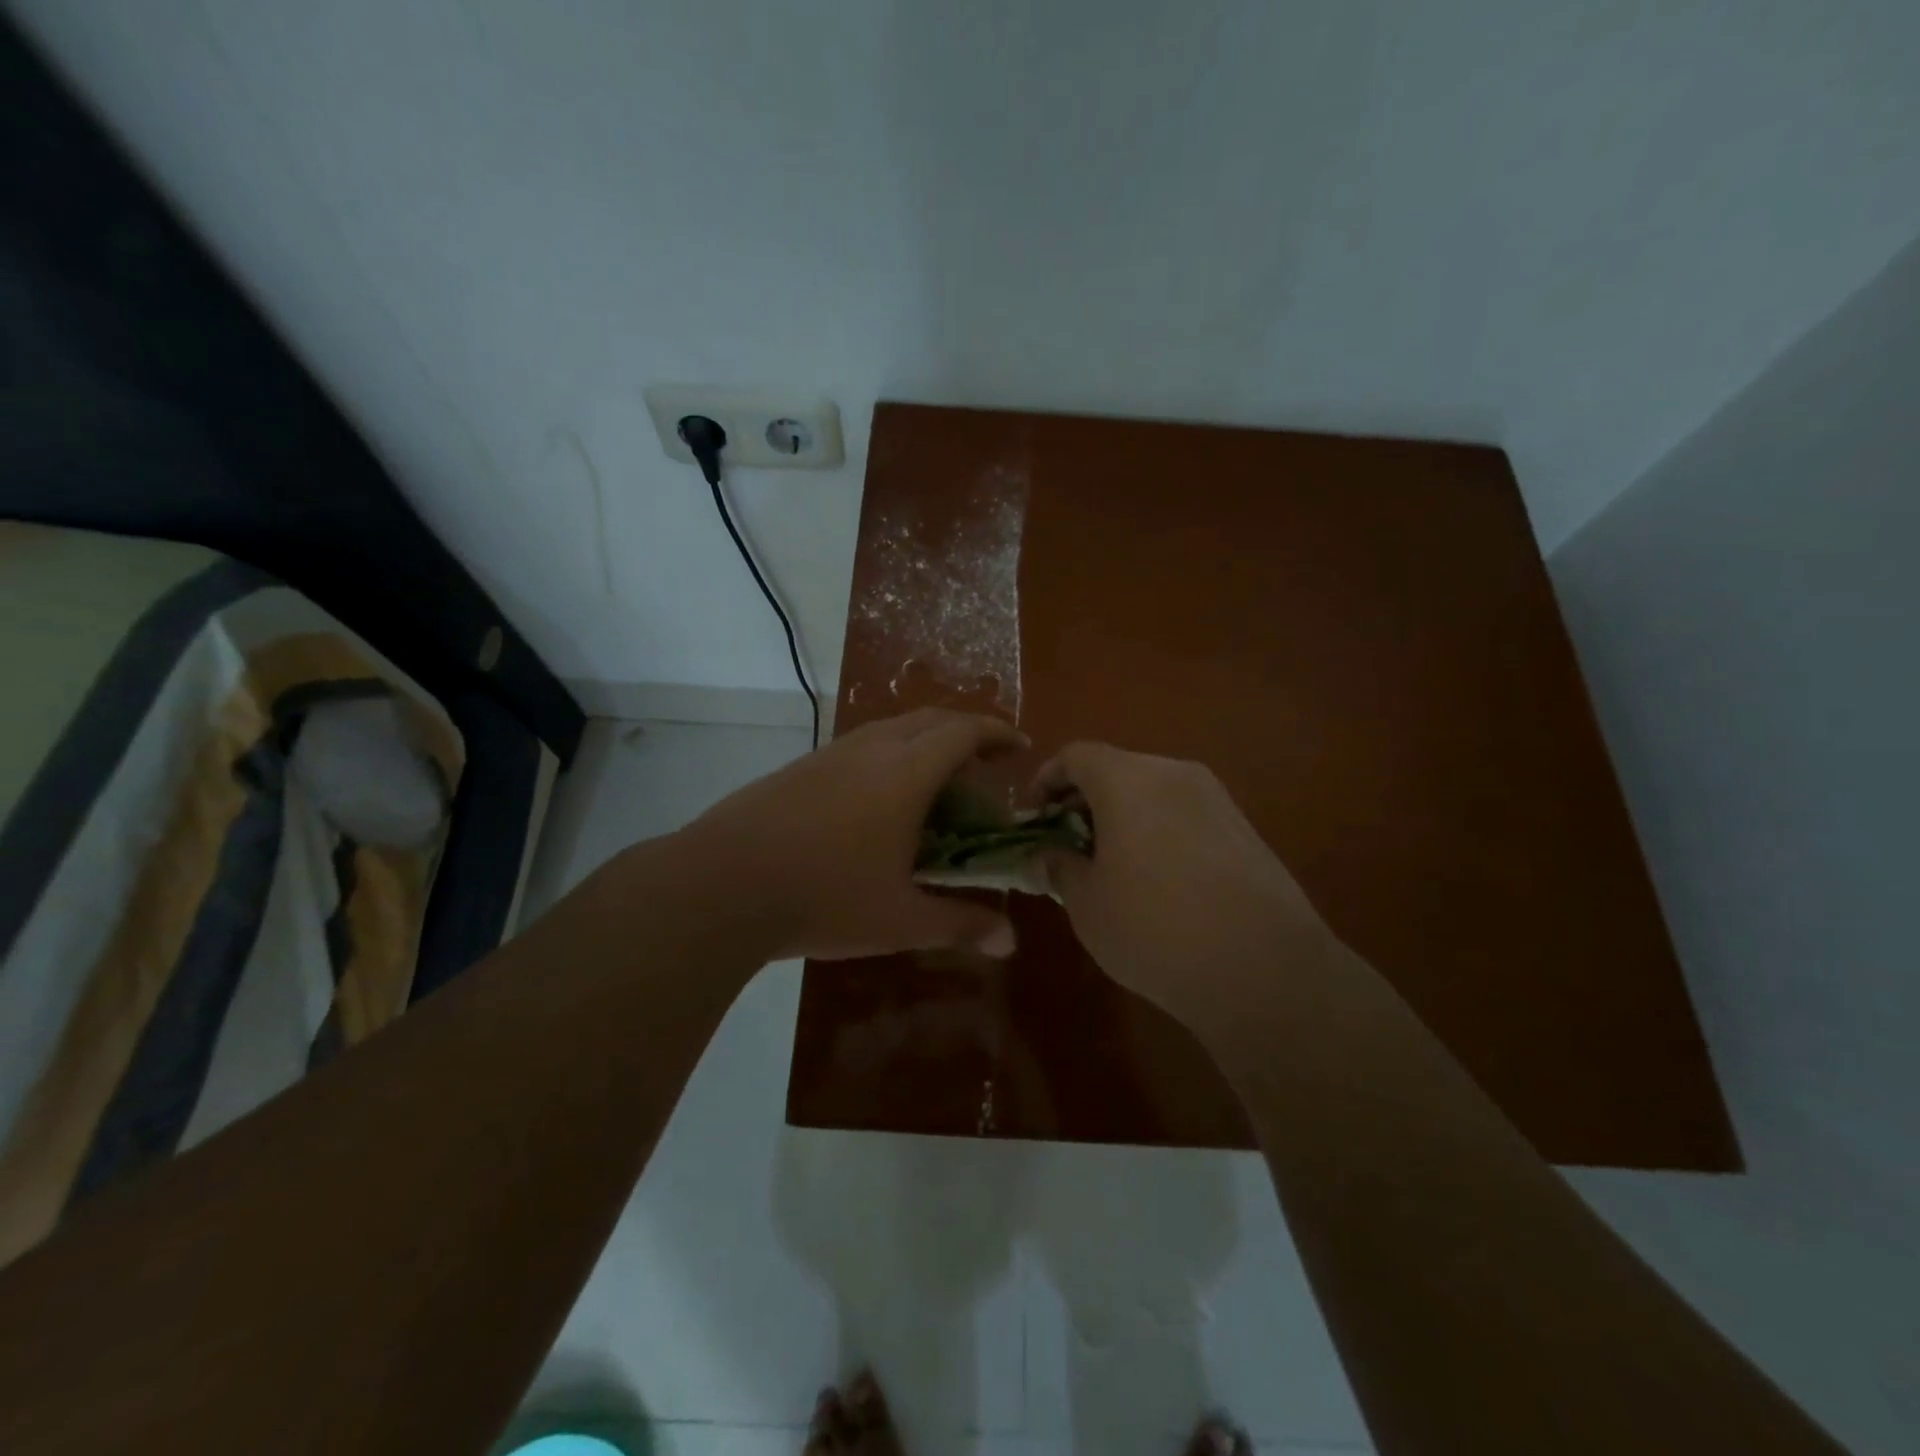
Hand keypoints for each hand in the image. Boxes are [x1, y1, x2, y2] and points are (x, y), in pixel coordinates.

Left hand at [677, 708, 1028, 961]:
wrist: (721, 884)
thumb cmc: (823, 897)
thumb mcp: (899, 919)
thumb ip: (960, 924)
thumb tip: (1010, 941)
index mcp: (906, 772)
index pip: (964, 731)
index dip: (997, 733)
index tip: (1019, 746)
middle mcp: (871, 749)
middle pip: (929, 720)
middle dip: (964, 732)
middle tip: (984, 764)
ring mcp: (829, 754)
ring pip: (890, 730)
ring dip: (923, 744)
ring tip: (935, 785)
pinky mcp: (799, 768)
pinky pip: (859, 747)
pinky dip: (887, 758)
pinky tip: (877, 803)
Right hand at [1037, 742, 1329, 1033]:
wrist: (1264, 968)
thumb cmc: (1154, 928)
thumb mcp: (1086, 904)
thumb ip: (1058, 867)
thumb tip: (1045, 854)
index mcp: (1127, 779)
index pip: (1076, 756)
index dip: (1046, 780)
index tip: (1034, 818)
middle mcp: (1173, 773)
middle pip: (1116, 769)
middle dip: (1084, 800)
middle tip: (1067, 844)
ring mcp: (1216, 799)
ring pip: (1153, 791)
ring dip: (1123, 816)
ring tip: (1110, 865)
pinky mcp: (1245, 828)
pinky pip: (1185, 814)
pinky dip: (1159, 830)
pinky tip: (1158, 879)